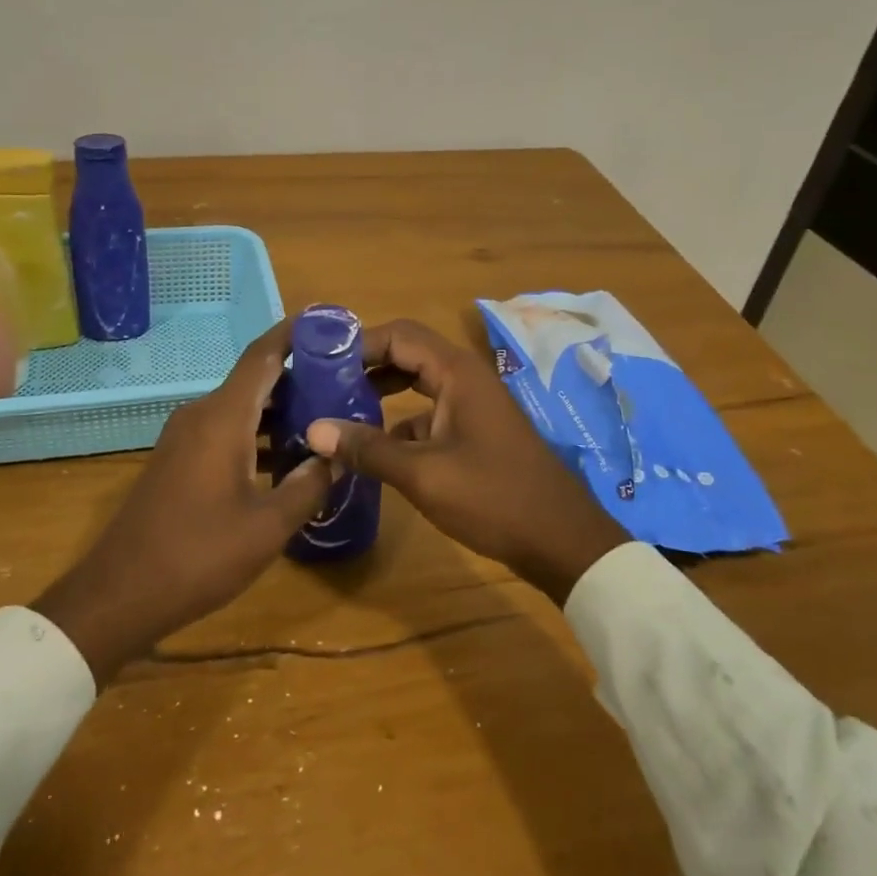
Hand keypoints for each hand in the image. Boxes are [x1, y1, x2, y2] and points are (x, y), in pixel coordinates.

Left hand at [33, 323, 328, 682]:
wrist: (120, 593)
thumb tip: (335, 457)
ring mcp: (185, 437)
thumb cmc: (198, 555)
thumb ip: (308, 486)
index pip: (263, 356)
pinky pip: (225, 430)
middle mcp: (201, 414)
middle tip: (344, 384)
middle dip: (299, 378)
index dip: (295, 335)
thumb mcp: (267, 527)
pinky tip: (285, 460)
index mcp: (222, 417)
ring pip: (241, 408)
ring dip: (279, 411)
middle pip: (255, 380)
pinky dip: (257, 434)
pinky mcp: (178, 459)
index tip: (330, 324)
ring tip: (325, 420)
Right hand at [306, 319, 628, 603]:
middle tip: (322, 383)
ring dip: (381, 390)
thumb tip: (313, 429)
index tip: (318, 362)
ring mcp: (472, 403)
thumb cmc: (494, 497)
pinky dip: (399, 420)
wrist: (562, 540)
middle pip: (406, 352)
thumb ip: (368, 449)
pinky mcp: (474, 430)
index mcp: (456, 372)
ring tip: (339, 409)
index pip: (397, 335)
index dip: (357, 344)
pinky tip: (373, 447)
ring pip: (417, 382)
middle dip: (365, 364)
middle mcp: (465, 377)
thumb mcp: (423, 475)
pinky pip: (429, 411)